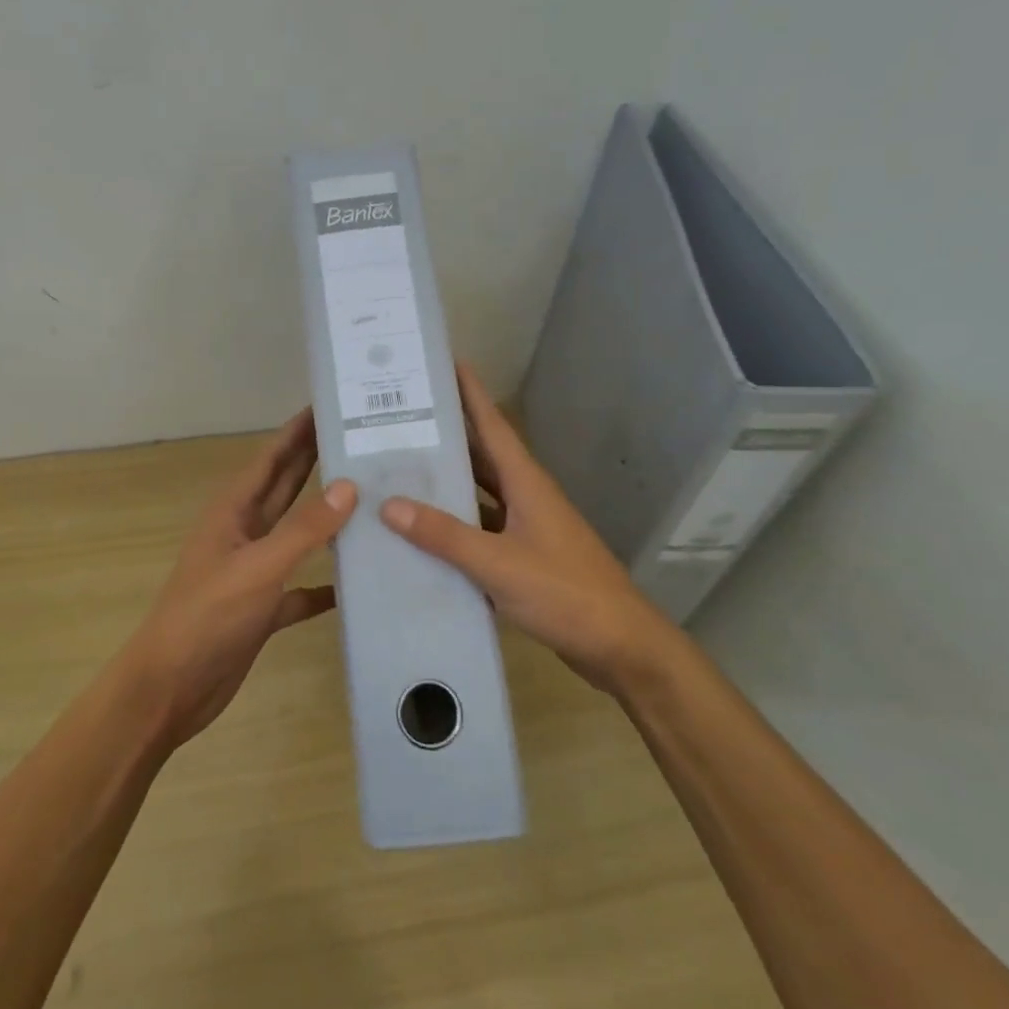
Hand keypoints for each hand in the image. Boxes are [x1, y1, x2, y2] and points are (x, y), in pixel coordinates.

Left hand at [123, 408, 356, 748]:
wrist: (170, 688)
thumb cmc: (207, 618)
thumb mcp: (258, 568)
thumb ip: (303, 530)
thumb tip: (348, 487)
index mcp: (233, 512)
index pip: (271, 458)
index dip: (297, 431)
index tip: (330, 405)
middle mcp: (243, 534)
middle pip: (285, 488)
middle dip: (316, 462)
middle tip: (359, 440)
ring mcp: (252, 572)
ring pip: (296, 535)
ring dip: (326, 519)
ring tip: (370, 502)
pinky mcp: (262, 609)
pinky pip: (300, 588)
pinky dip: (323, 584)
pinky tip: (354, 584)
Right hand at [379, 364, 677, 694]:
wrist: (619, 646)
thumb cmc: (564, 593)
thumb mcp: (498, 562)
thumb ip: (444, 535)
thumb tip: (389, 505)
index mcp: (526, 483)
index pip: (493, 425)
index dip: (471, 393)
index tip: (444, 362)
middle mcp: (526, 496)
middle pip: (482, 455)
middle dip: (447, 434)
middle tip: (402, 417)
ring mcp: (527, 527)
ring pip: (480, 493)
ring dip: (448, 481)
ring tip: (402, 469)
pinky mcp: (525, 557)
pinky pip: (481, 529)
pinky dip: (455, 525)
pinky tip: (424, 532)